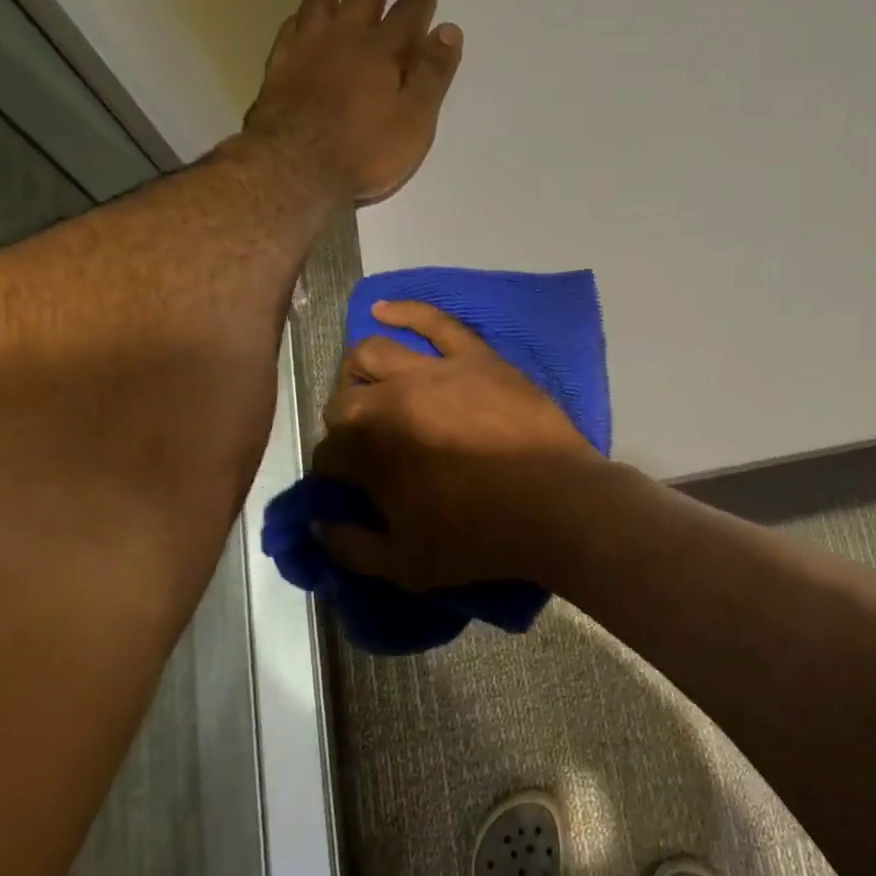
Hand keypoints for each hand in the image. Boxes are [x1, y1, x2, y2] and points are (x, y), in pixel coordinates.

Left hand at [245, 0, 462, 204]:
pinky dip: (302, 9)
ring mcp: (310, 48)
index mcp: (384, 53)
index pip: (411, 11)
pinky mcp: (283, 65)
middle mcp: (347, 39)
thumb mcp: (414, 120)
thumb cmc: (364, 150)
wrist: (295, 166)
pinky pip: (294, 24)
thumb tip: (449, 30)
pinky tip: (302, 5)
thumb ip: (432, 75)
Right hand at [312, 301, 600, 588]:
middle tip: (371, 448)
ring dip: (361, 373)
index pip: (328, 453)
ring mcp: (434, 370)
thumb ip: (351, 547)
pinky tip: (382, 311)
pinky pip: (435, 321)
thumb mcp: (405, 564)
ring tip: (372, 388)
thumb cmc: (480, 537)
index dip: (336, 473)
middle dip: (346, 426)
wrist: (556, 505)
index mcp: (368, 451)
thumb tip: (320, 524)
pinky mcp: (475, 356)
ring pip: (373, 352)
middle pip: (343, 401)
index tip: (354, 487)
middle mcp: (390, 400)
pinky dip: (405, 311)